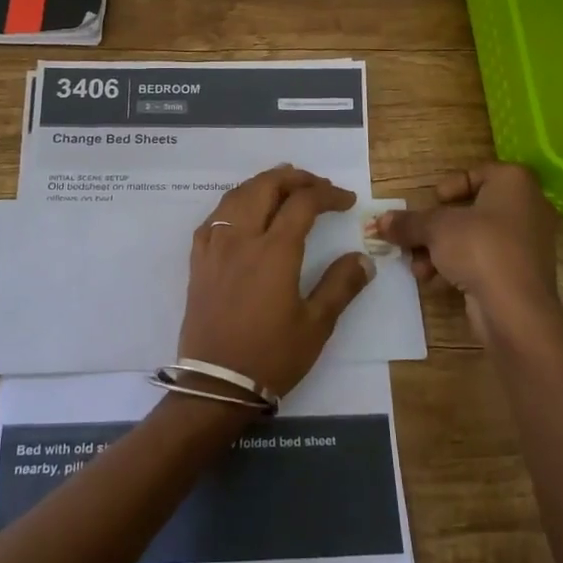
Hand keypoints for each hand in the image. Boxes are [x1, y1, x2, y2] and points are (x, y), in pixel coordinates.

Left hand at [176, 165, 374, 400]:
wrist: (216, 385)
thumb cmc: (271, 356)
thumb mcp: (316, 325)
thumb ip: (341, 285)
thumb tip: (363, 258)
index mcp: (275, 251)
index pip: (303, 203)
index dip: (328, 194)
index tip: (347, 201)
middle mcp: (242, 238)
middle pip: (266, 186)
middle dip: (295, 178)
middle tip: (317, 185)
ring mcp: (215, 247)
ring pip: (236, 195)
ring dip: (263, 183)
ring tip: (283, 186)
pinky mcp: (198, 261)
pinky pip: (214, 218)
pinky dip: (234, 204)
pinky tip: (243, 213)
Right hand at [376, 163, 561, 346]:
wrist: (515, 309)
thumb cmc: (479, 248)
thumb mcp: (435, 228)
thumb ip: (408, 222)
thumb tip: (380, 222)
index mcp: (515, 183)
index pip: (479, 174)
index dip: (450, 186)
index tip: (431, 201)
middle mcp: (528, 208)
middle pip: (472, 211)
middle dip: (437, 228)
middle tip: (413, 238)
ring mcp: (528, 244)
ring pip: (475, 239)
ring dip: (441, 251)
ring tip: (418, 267)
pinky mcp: (522, 275)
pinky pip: (485, 262)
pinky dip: (460, 268)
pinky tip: (434, 282)